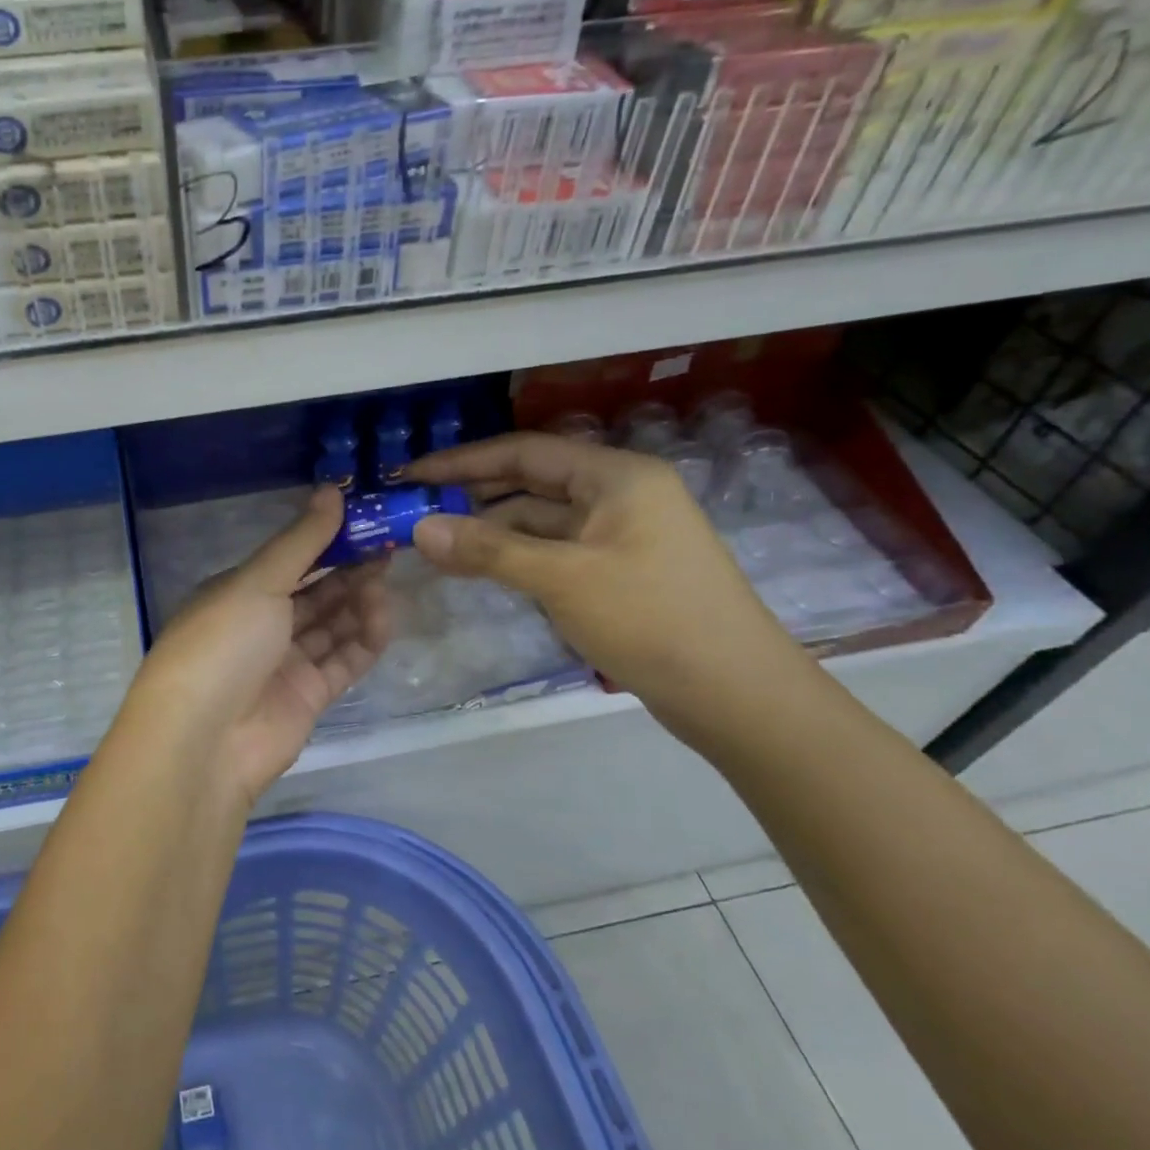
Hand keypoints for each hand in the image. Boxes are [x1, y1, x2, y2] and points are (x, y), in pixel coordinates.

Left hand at [125, 487, 391, 804]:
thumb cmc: (223, 643)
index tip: (365, 519)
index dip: (325, 539)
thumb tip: (331, 490)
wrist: (203, 741)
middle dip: (348, 568)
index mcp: (237, 592)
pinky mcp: (307, 697)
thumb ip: (301, 541)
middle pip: (313, 591)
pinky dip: (364, 640)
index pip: (288, 559)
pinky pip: (342, 661)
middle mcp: (259, 624)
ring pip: (331, 624)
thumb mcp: (257, 581)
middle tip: (388, 545)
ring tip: (385, 579)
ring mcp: (283, 663)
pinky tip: (384, 616)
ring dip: (358, 601)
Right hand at [404, 433, 814, 743]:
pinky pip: (554, 552)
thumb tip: (419, 528)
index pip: (525, 452)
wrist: (738, 698)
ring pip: (540, 521)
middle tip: (415, 509)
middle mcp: (619, 495)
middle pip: (531, 484)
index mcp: (617, 477)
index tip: (412, 475)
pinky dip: (515, 558)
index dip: (463, 462)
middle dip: (473, 496)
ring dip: (491, 531)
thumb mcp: (563, 579)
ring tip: (435, 545)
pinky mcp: (618, 572)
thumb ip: (488, 549)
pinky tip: (479, 569)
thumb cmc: (652, 621)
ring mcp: (620, 536)